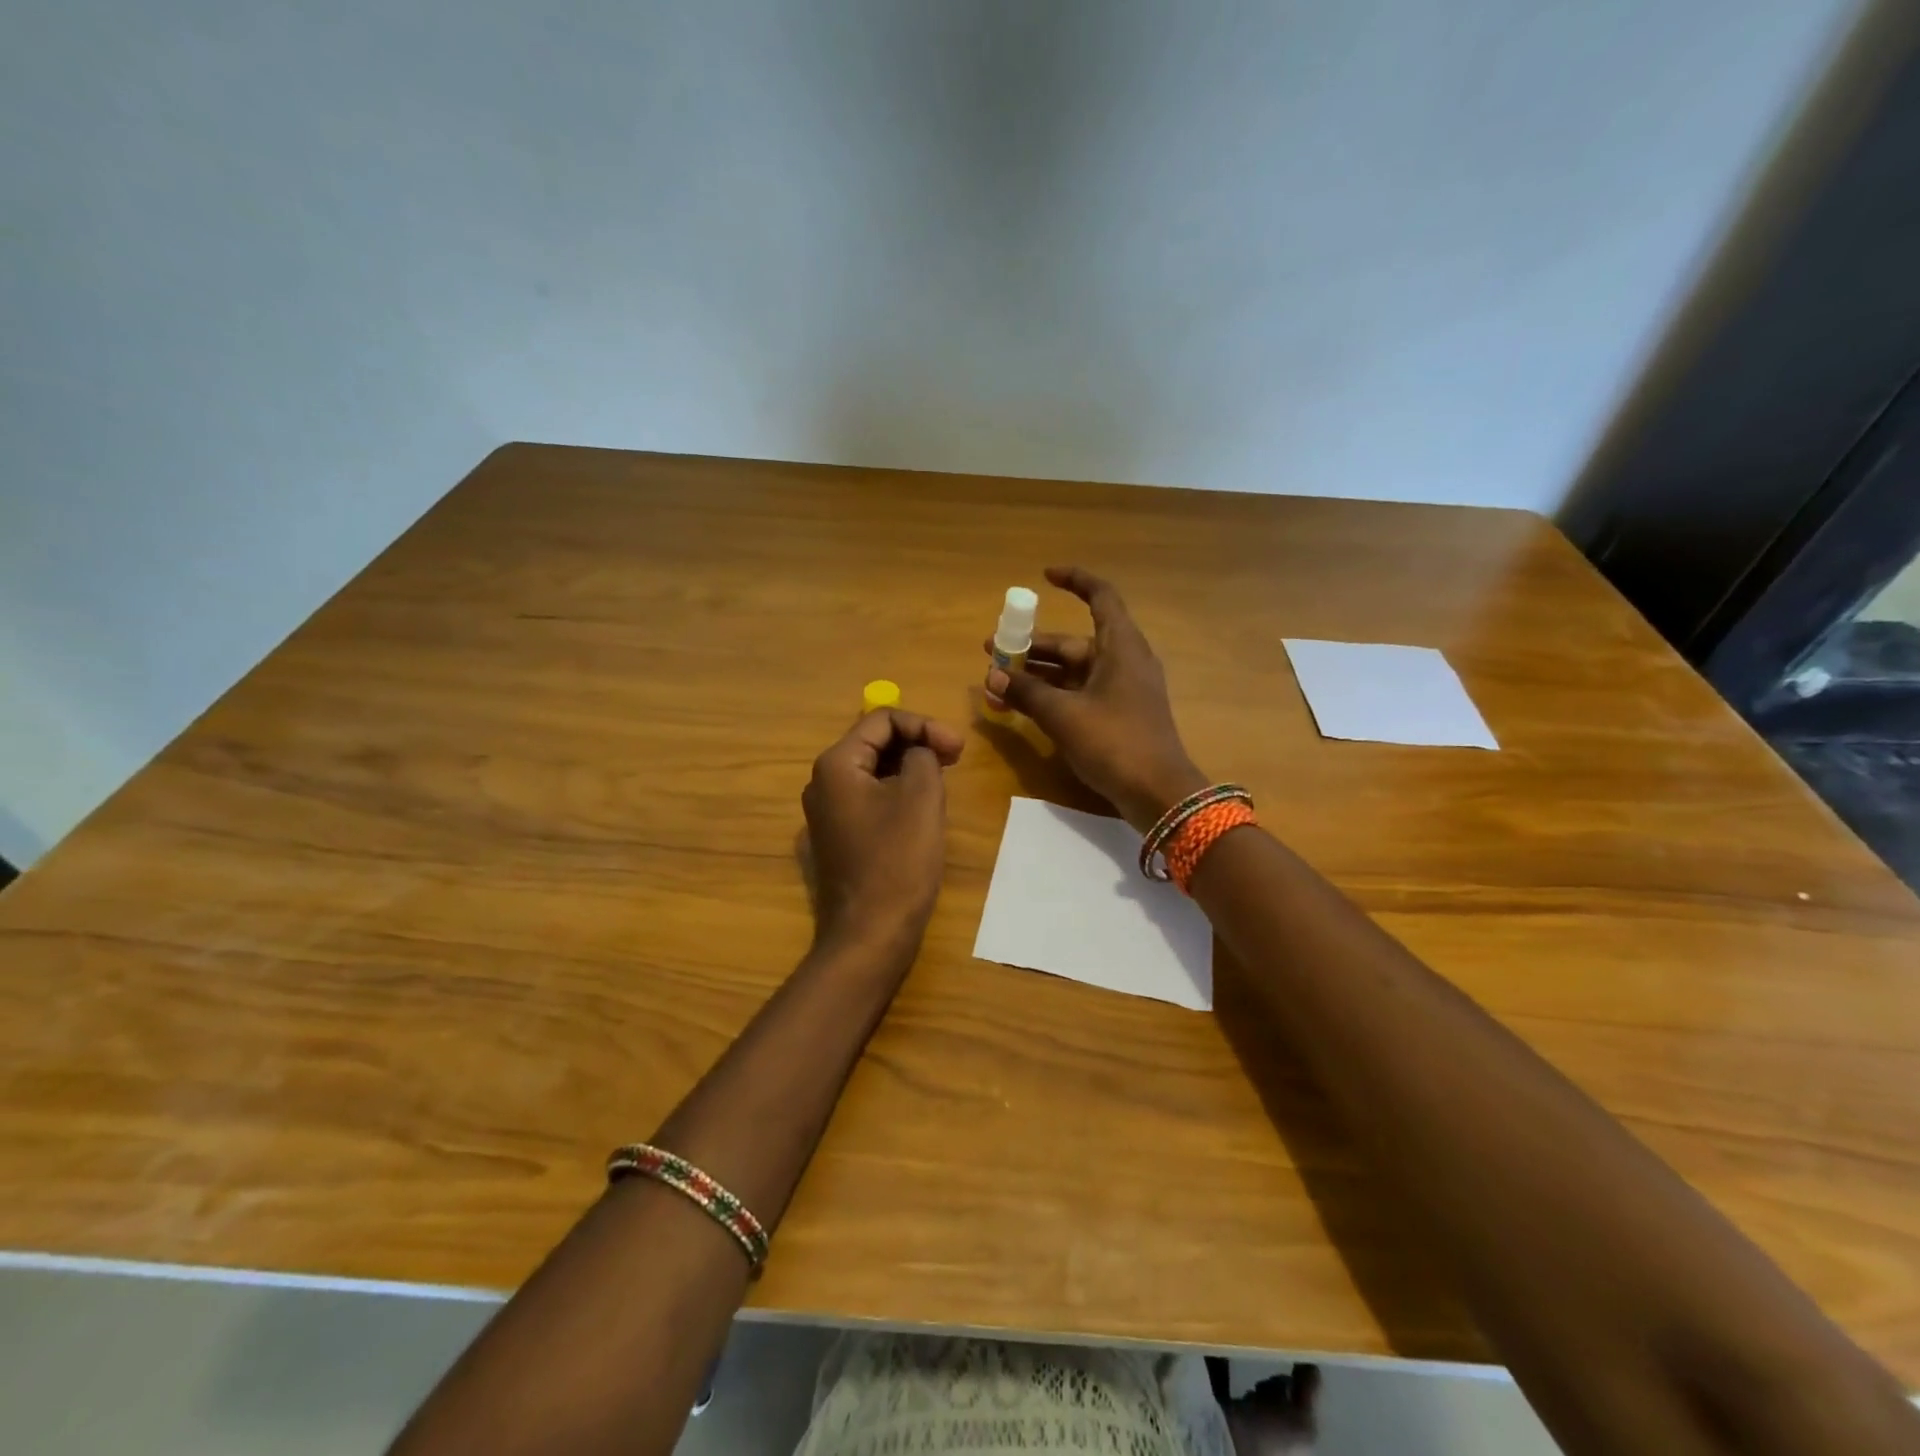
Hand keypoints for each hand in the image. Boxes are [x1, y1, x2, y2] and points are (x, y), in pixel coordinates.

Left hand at [801, 709, 964, 949]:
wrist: (870, 934)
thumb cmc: (898, 862)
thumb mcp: (922, 797)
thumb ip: (923, 756)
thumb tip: (918, 752)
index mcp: (837, 765)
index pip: (881, 720)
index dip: (924, 725)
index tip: (959, 748)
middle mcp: (823, 782)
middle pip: (874, 742)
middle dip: (917, 743)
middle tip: (955, 758)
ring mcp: (827, 812)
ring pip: (873, 770)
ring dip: (909, 767)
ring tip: (944, 779)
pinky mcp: (838, 836)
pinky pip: (869, 798)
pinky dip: (897, 791)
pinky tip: (923, 807)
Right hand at [984, 566, 1207, 832]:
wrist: (1158, 793)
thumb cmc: (1114, 742)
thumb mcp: (1063, 715)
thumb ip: (1026, 693)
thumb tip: (993, 675)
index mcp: (1120, 647)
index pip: (1100, 597)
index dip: (1075, 580)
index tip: (1044, 576)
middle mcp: (1123, 661)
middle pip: (1074, 642)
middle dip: (1032, 646)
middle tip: (993, 651)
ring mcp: (1122, 691)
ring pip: (1073, 672)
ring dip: (1037, 676)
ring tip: (997, 683)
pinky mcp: (1118, 716)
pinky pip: (1079, 694)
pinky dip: (1052, 696)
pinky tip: (1021, 707)